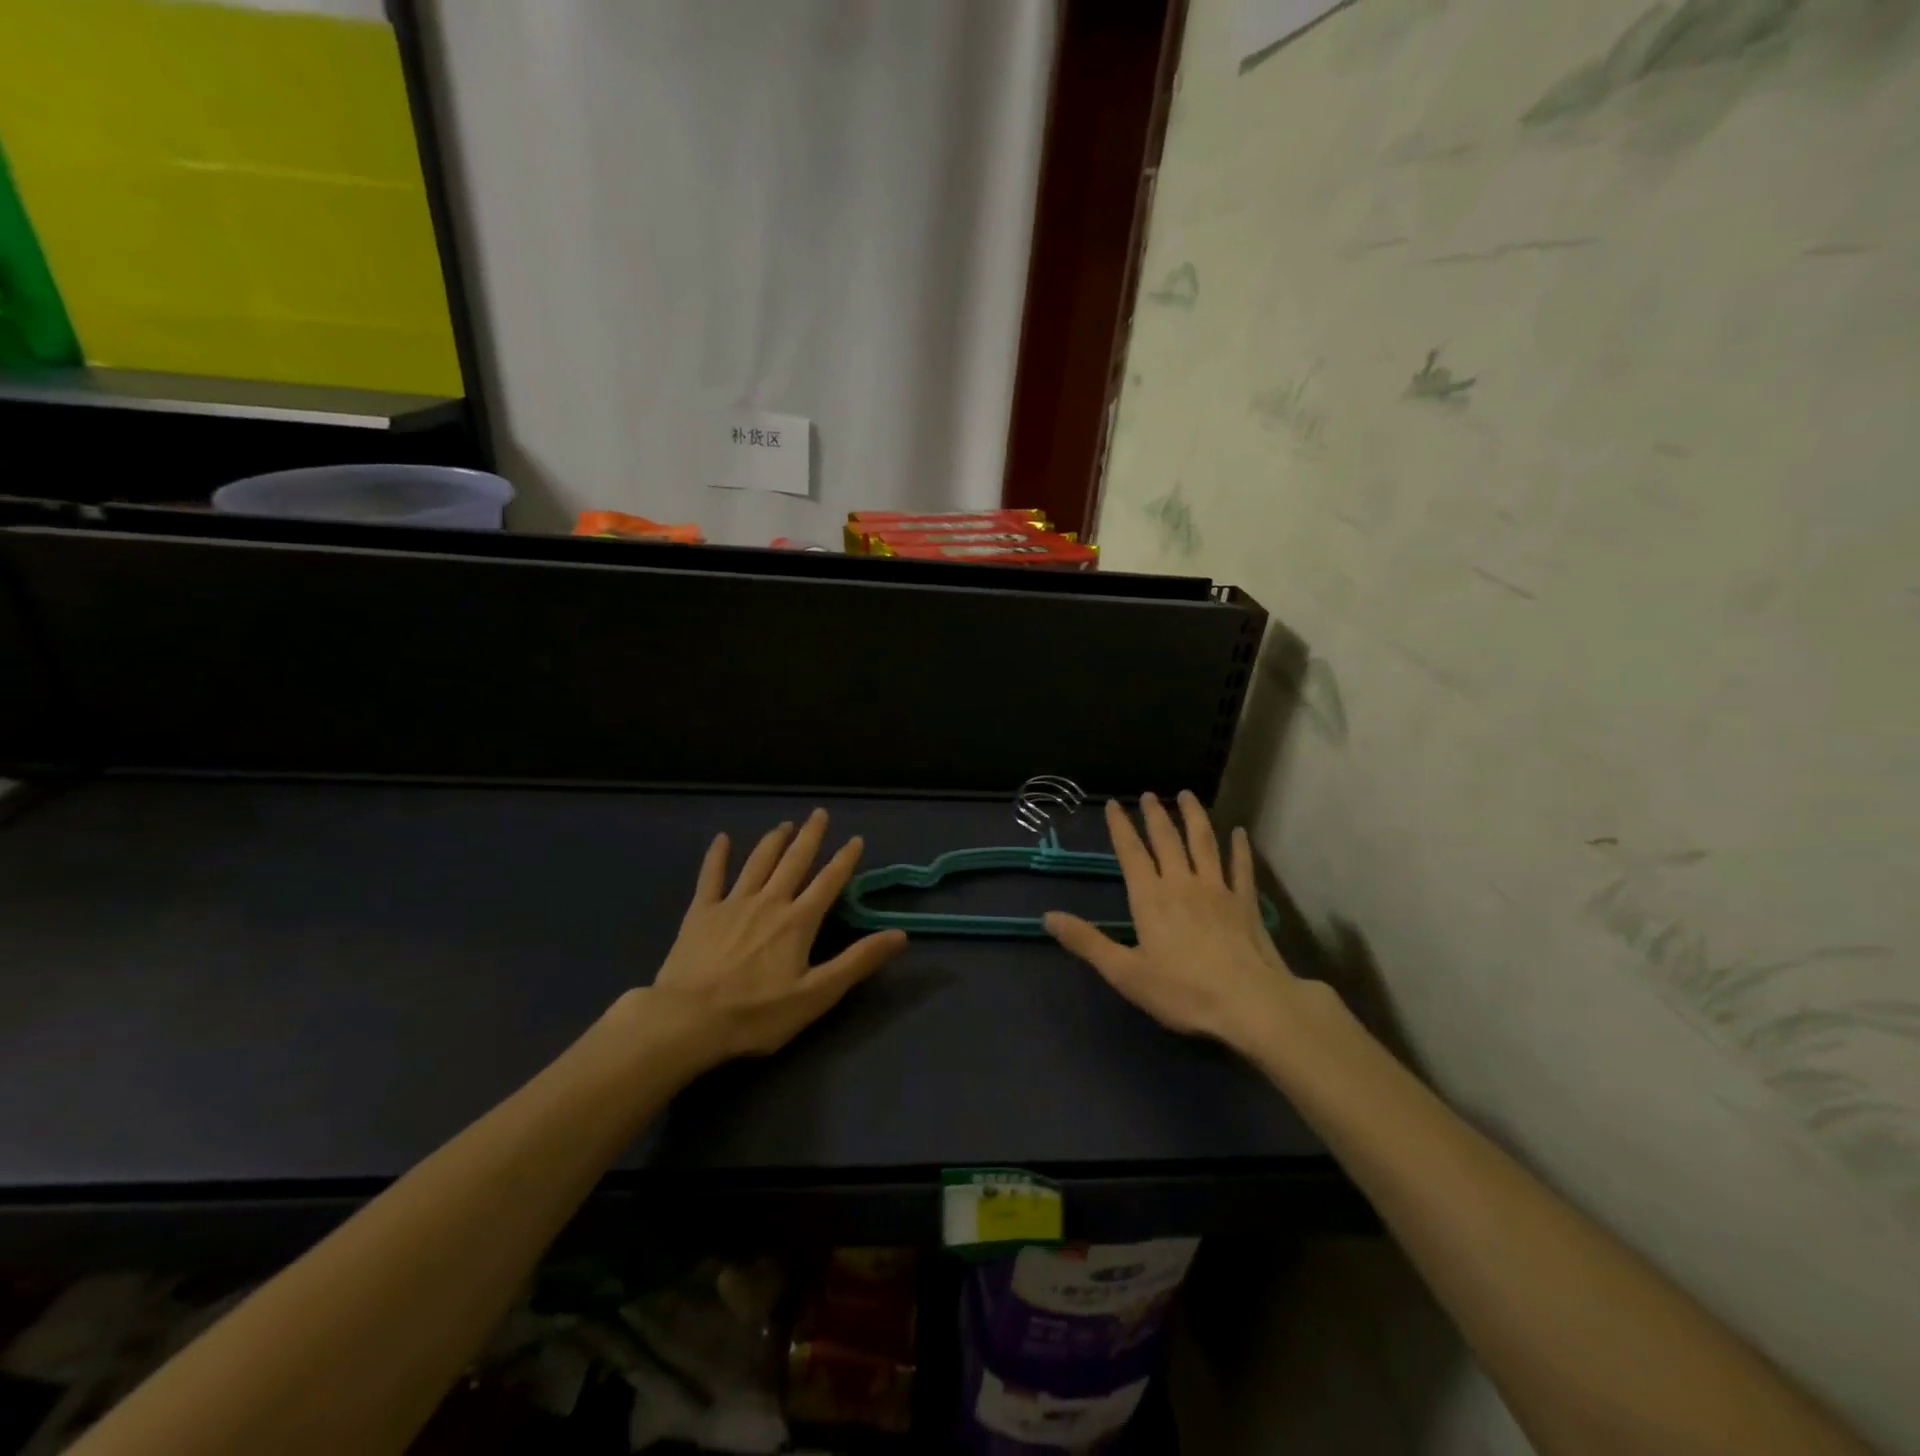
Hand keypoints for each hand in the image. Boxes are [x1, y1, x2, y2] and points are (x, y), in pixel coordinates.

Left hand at [647, 810, 906, 1063]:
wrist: (688, 1021)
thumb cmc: (757, 1014)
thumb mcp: (817, 994)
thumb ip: (858, 961)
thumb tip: (900, 934)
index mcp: (798, 921)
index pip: (828, 882)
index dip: (844, 860)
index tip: (855, 839)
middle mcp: (769, 902)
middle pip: (794, 861)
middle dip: (810, 836)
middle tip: (819, 813)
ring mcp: (733, 903)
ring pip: (758, 862)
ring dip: (773, 840)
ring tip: (785, 825)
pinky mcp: (701, 912)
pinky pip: (711, 876)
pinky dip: (717, 856)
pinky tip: (721, 839)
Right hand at [1044, 792, 1298, 1051]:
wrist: (1250, 1004)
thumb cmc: (1182, 992)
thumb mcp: (1125, 973)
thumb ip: (1087, 942)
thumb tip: (1047, 917)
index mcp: (1150, 898)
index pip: (1131, 853)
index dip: (1120, 827)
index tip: (1113, 804)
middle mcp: (1182, 883)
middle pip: (1167, 840)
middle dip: (1155, 815)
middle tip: (1149, 794)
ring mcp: (1217, 890)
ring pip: (1204, 843)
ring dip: (1194, 817)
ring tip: (1187, 796)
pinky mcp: (1246, 902)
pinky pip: (1240, 866)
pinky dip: (1239, 847)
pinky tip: (1239, 832)